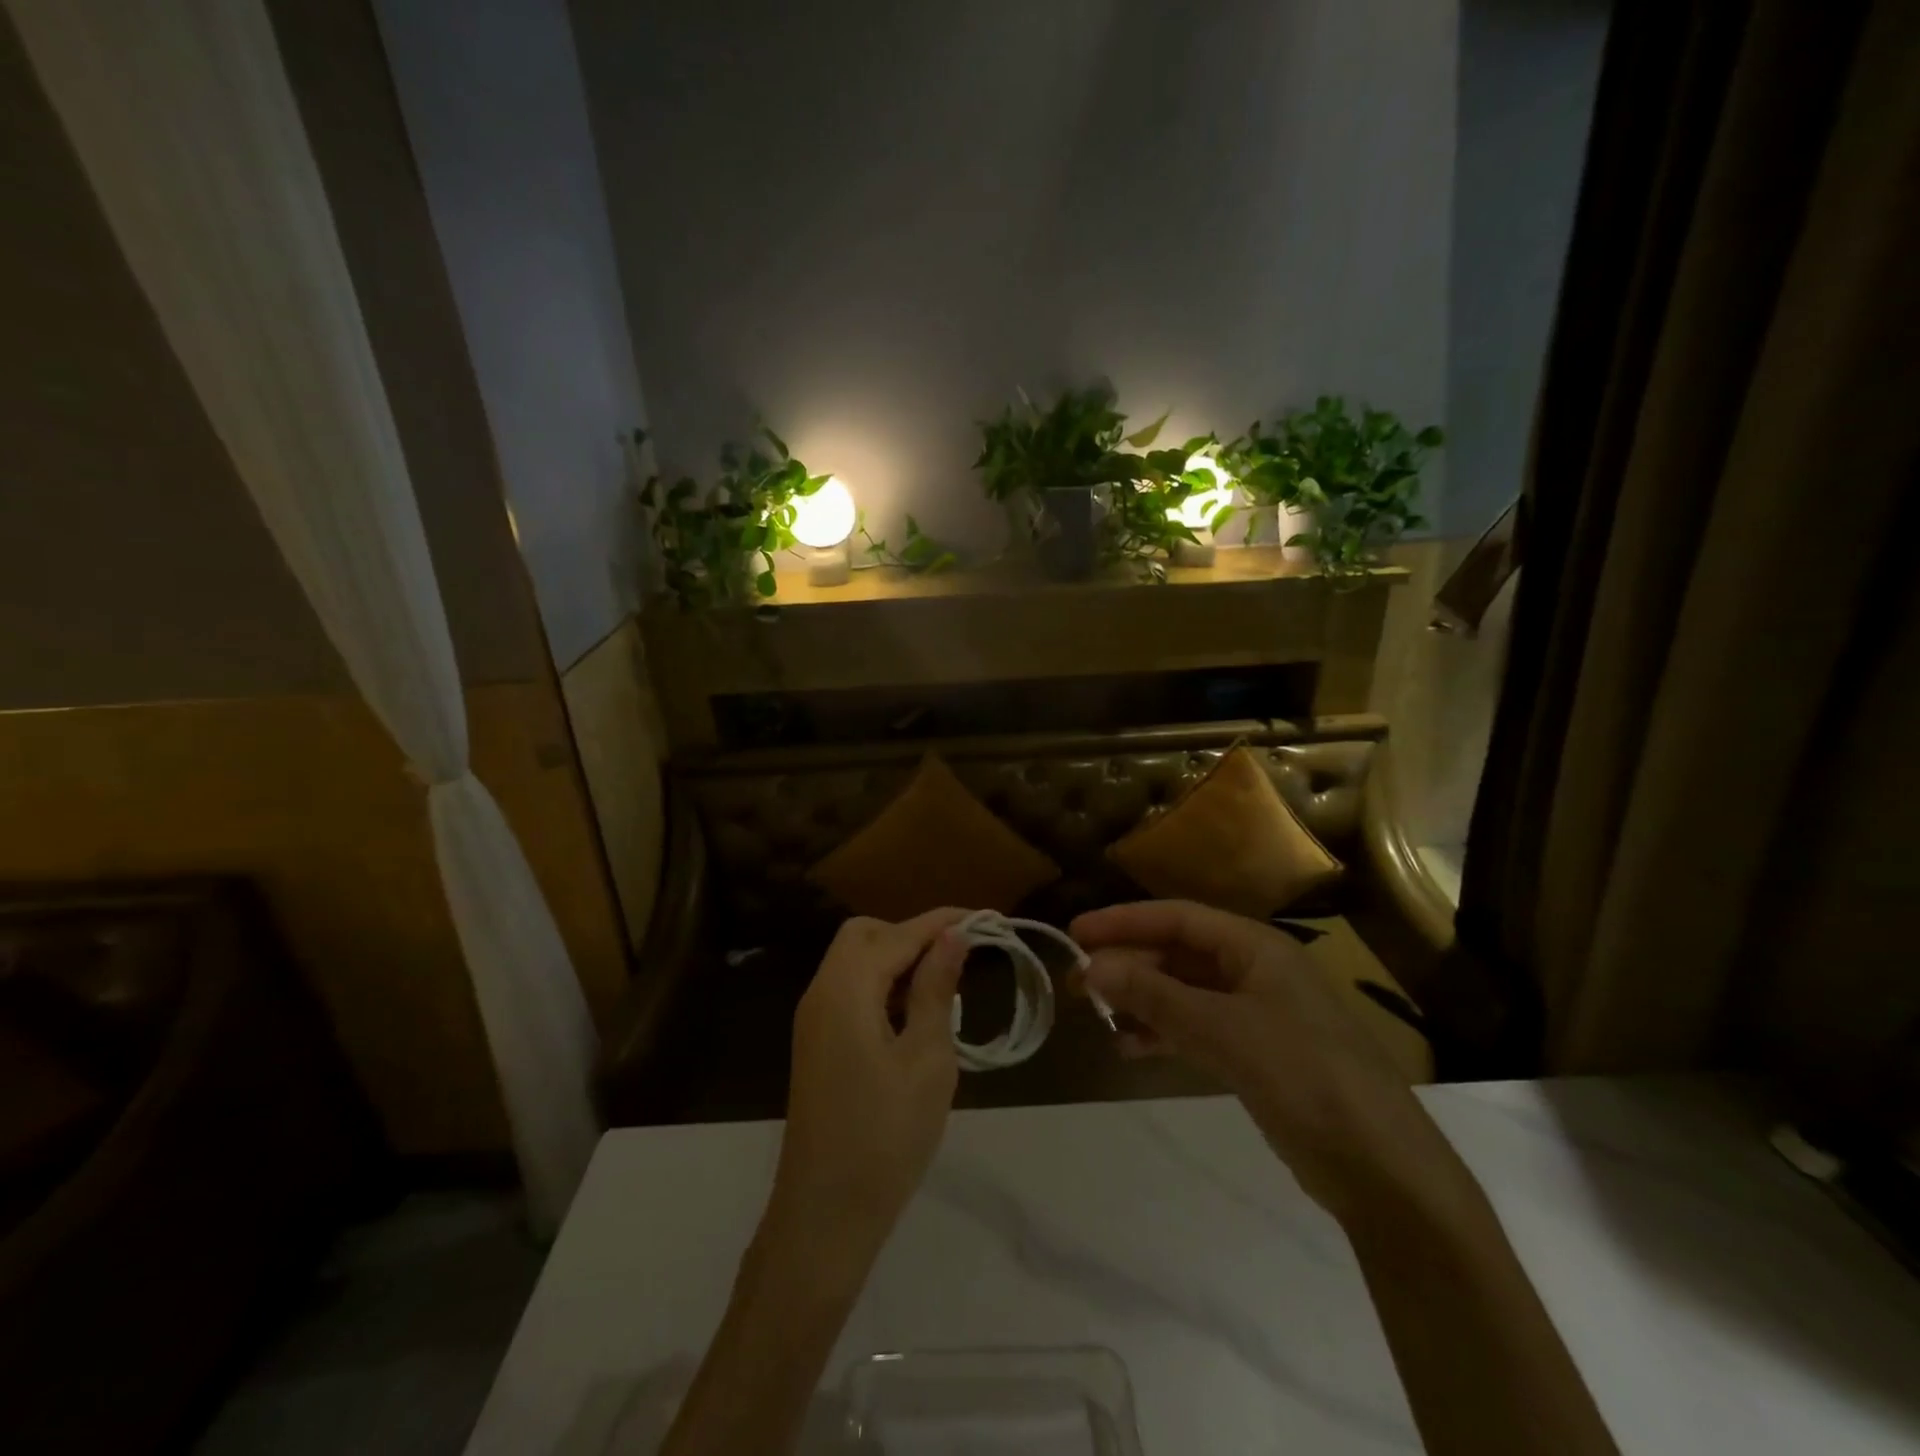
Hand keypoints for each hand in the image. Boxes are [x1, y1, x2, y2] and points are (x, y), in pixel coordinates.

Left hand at [767, 909, 967, 1279]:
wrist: (824, 1216)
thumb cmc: (886, 1136)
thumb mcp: (927, 1059)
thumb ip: (936, 990)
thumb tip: (952, 936)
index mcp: (846, 988)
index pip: (899, 933)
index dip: (942, 921)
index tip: (986, 918)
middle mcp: (822, 991)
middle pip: (865, 934)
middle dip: (912, 934)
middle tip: (957, 958)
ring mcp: (814, 1019)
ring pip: (855, 961)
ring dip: (897, 960)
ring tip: (944, 987)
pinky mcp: (817, 1043)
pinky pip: (849, 990)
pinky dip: (882, 986)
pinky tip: (913, 1015)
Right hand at [1071, 900, 1466, 1220]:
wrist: (1381, 1168)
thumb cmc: (1304, 1075)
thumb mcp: (1223, 1030)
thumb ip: (1154, 996)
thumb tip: (1091, 967)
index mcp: (1255, 947)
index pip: (1177, 917)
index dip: (1124, 921)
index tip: (1075, 933)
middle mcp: (1254, 970)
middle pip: (1178, 953)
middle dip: (1128, 964)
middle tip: (1077, 982)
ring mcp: (1256, 1013)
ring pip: (1183, 992)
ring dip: (1141, 1000)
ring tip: (1096, 1016)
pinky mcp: (1256, 1054)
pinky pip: (1196, 1029)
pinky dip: (1162, 1033)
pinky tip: (1130, 1048)